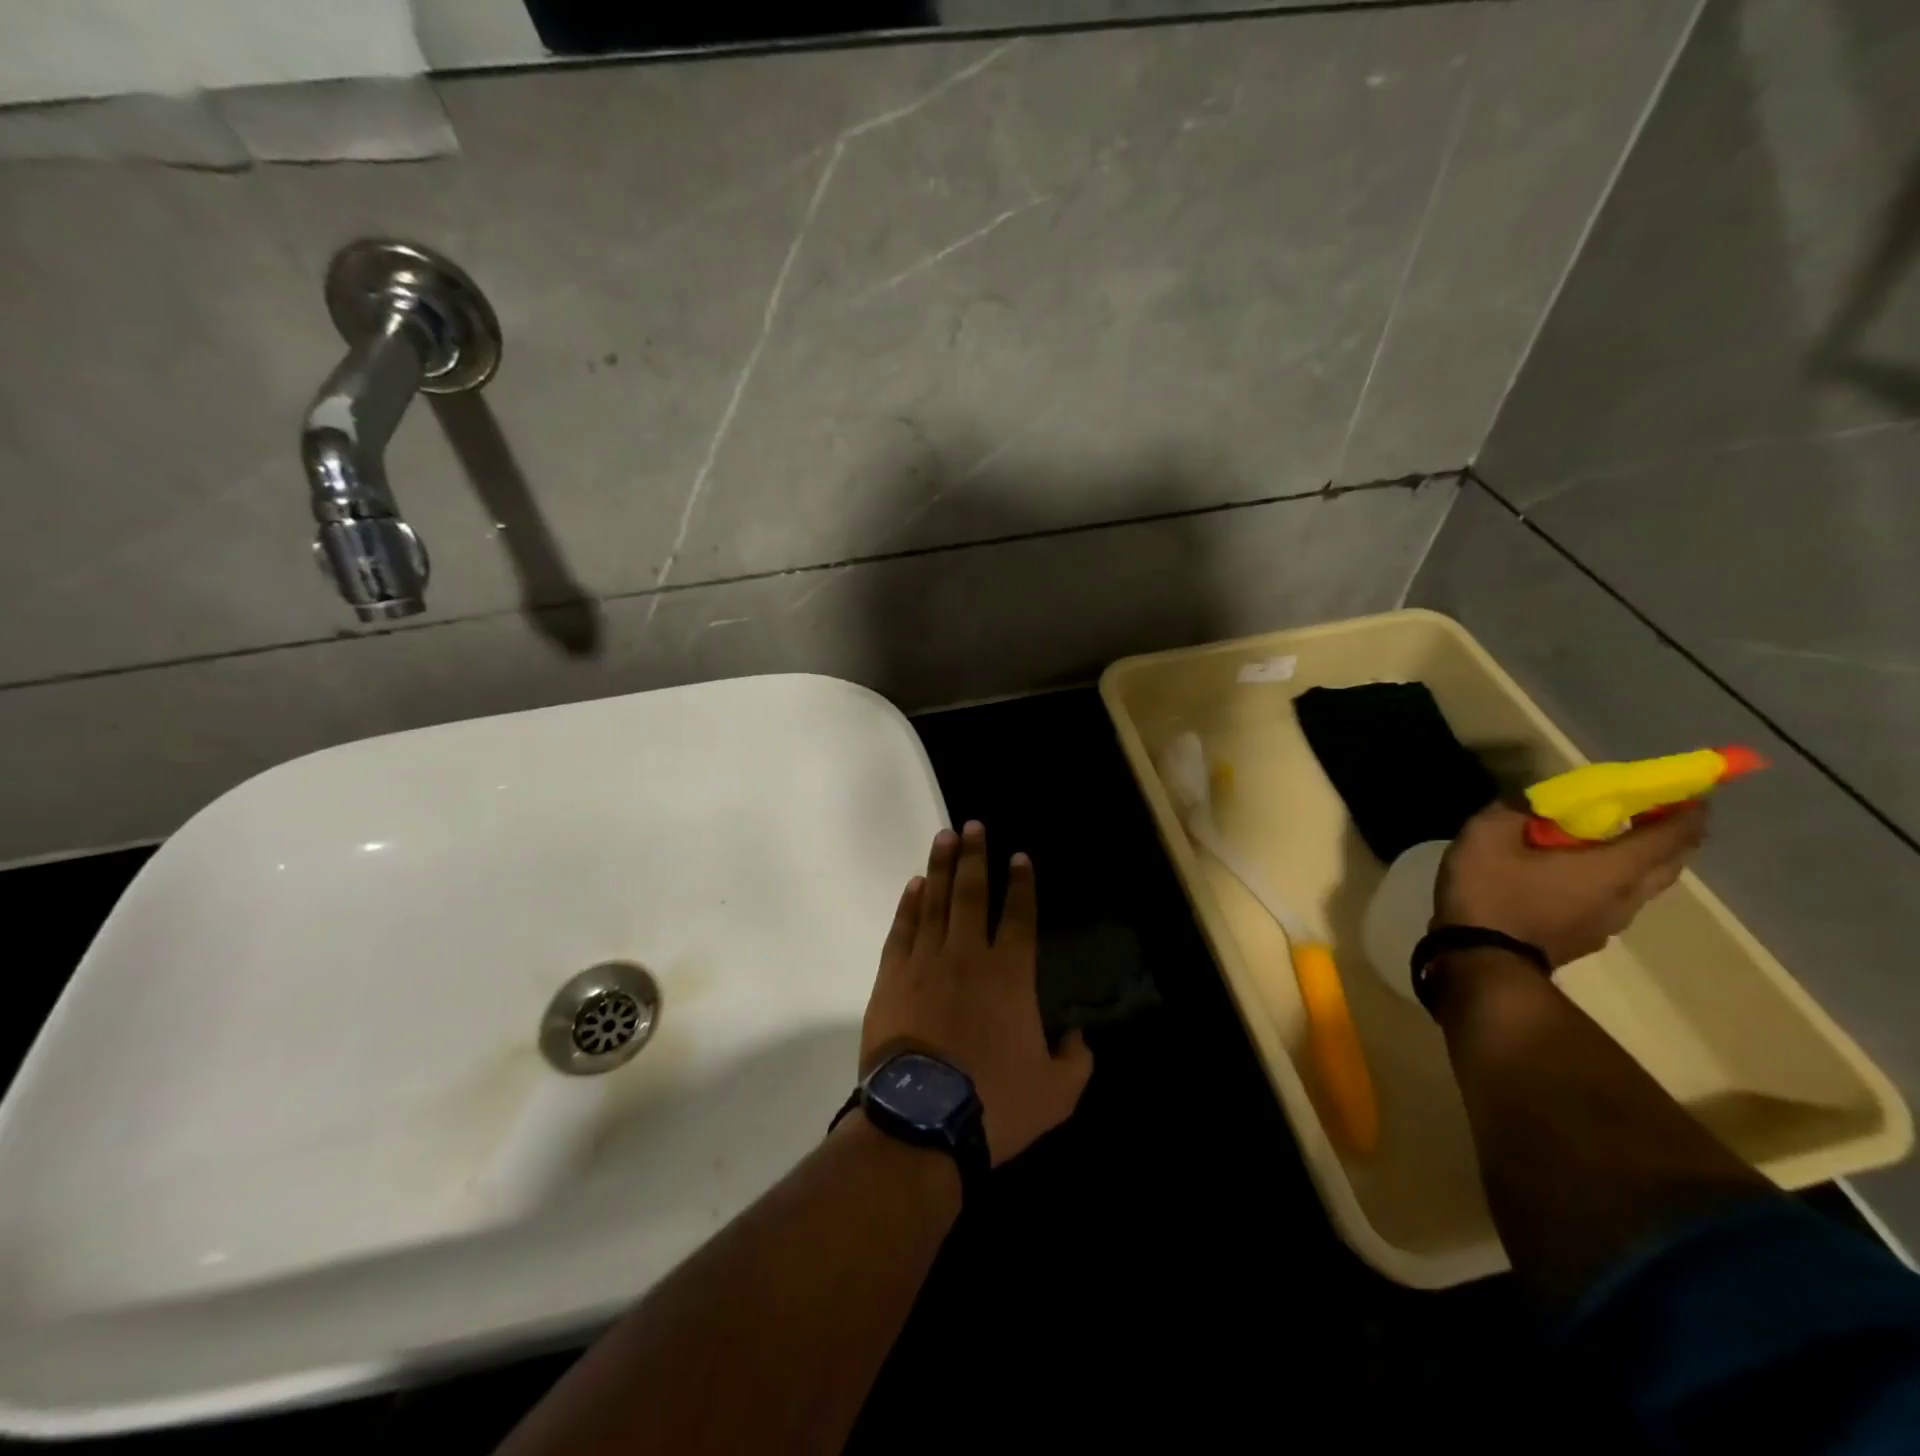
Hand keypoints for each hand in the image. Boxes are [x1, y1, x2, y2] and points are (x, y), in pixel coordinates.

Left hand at [861, 821, 1093, 1165]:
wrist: (921, 1119)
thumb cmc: (994, 1102)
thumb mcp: (1056, 1093)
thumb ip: (1075, 1061)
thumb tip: (1077, 1036)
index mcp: (1010, 975)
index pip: (1019, 916)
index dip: (1021, 884)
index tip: (1018, 857)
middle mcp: (968, 955)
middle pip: (973, 894)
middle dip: (976, 857)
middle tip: (974, 825)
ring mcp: (925, 962)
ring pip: (936, 902)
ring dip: (942, 867)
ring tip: (945, 836)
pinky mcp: (891, 977)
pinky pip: (902, 930)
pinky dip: (909, 904)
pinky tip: (915, 884)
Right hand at [1434, 802, 1707, 967]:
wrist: (1482, 961)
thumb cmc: (1492, 892)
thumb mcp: (1486, 836)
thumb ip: (1513, 810)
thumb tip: (1532, 801)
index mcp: (1613, 866)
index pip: (1672, 834)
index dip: (1687, 810)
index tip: (1690, 791)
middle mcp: (1627, 895)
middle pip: (1669, 862)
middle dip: (1670, 836)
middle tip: (1652, 813)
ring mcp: (1610, 922)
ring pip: (1644, 885)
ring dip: (1641, 861)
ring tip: (1611, 844)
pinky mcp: (1588, 938)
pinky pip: (1616, 902)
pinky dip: (1613, 882)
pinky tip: (1578, 878)